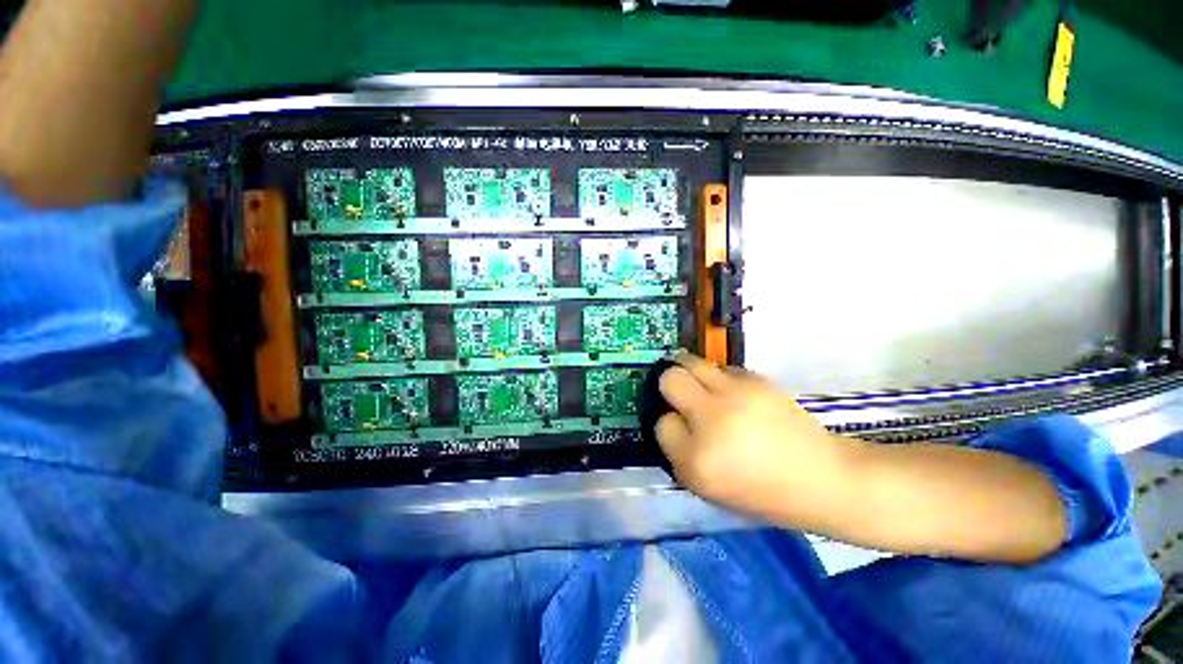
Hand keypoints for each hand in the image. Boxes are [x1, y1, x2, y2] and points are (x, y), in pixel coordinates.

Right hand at [656, 352, 1065, 562]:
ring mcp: (734, 395)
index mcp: (697, 461)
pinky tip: (735, 394)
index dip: (671, 426)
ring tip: (702, 386)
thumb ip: (682, 454)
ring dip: (690, 372)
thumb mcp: (710, 489)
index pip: (661, 425)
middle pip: (670, 380)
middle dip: (671, 386)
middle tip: (683, 396)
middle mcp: (710, 421)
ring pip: (690, 362)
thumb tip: (670, 419)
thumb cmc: (766, 495)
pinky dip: (720, 378)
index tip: (685, 432)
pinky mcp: (755, 380)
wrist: (826, 480)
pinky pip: (721, 368)